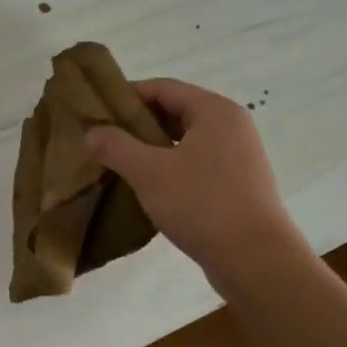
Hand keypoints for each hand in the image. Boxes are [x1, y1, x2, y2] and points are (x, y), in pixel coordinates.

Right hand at [85, 79, 307, 289]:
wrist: (255, 258)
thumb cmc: (202, 204)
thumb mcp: (149, 172)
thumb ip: (116, 147)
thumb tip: (91, 131)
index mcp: (214, 111)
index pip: (164, 88)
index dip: (127, 95)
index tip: (96, 110)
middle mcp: (231, 126)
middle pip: (175, 111)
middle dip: (137, 123)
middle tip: (102, 138)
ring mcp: (237, 156)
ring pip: (184, 140)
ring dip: (151, 147)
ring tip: (117, 162)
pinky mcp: (237, 183)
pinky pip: (195, 163)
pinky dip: (169, 166)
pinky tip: (146, 185)